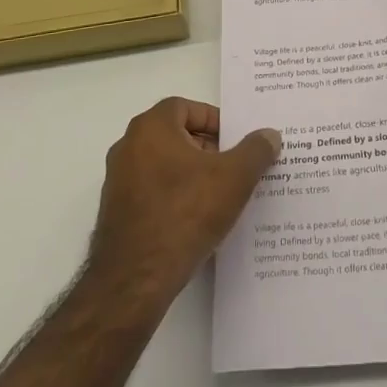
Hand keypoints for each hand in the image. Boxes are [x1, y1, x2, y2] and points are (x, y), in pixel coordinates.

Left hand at [87, 98, 280, 307]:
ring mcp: (118, 181)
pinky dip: (174, 197)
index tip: (234, 141)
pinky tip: (196, 221)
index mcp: (151, 128)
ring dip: (191, 174)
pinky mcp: (116, 213)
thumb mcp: (234, 178)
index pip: (185, 107)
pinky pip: (152, 192)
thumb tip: (270, 135)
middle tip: (233, 166)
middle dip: (206, 148)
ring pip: (163, 164)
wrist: (135, 280)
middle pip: (174, 135)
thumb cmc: (185, 213)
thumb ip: (255, 150)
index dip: (213, 119)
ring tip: (220, 195)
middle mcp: (128, 147)